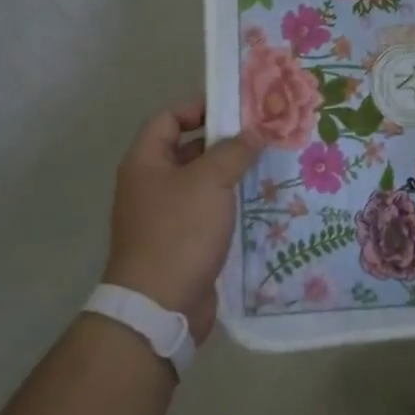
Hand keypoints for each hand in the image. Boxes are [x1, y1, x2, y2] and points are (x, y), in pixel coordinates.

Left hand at [105, 97, 262, 341]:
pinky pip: (207, 211)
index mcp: (145, 162)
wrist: (159, 307)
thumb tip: (254, 134)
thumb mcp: (210, 182)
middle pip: (187, 149)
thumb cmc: (179, 232)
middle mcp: (150, 184)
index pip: (168, 118)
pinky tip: (259, 202)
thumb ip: (234, 151)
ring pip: (200, 182)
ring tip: (268, 165)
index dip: (199, 107)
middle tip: (262, 135)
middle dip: (223, 141)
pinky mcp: (181, 242)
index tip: (236, 108)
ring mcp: (164, 215)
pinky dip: (229, 204)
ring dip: (230, 174)